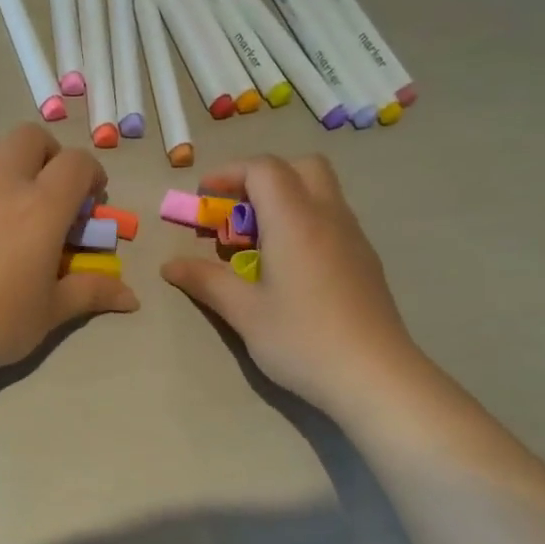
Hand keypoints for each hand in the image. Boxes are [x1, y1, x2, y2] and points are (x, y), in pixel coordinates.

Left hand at [0, 124, 139, 382]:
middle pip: (31, 136)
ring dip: (18, 163)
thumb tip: (131, 297)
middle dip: (51, 155)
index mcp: (41, 207)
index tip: (92, 204)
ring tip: (22, 206)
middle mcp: (3, 184)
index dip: (92, 175)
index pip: (76, 163)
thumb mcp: (50, 311)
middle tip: (55, 193)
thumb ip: (91, 292)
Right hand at [161, 155, 415, 412]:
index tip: (204, 197)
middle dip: (262, 177)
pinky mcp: (365, 260)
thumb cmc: (302, 339)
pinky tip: (288, 265)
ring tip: (257, 241)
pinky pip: (332, 218)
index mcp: (295, 220)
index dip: (229, 173)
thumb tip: (169, 266)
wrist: (375, 377)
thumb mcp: (244, 312)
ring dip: (285, 199)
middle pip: (301, 166)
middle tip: (236, 210)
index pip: (263, 169)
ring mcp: (353, 237)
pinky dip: (304, 221)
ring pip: (321, 191)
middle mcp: (328, 217)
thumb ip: (206, 281)